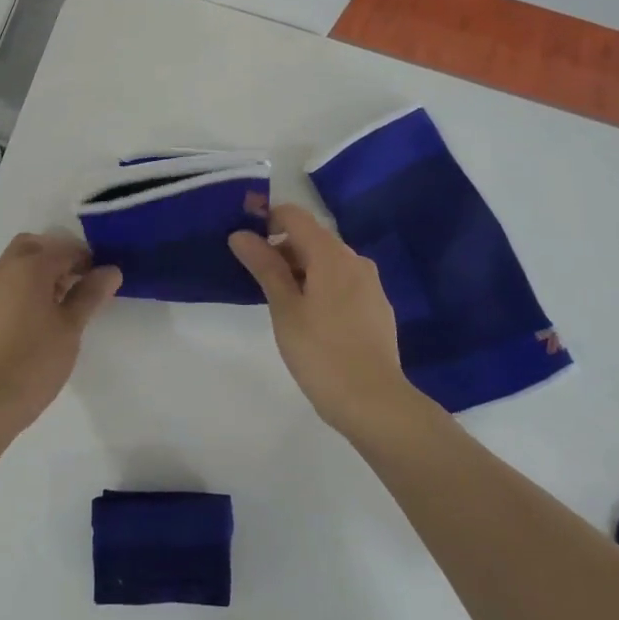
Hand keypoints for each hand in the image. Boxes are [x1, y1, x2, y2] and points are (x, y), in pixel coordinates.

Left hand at [0, 233, 120, 430]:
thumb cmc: (36, 358)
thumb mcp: (71, 326)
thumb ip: (91, 294)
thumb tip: (112, 270)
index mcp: (30, 266)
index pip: (66, 249)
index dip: (89, 260)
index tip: (105, 279)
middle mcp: (7, 267)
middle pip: (37, 246)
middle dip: (61, 256)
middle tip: (83, 281)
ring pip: (21, 261)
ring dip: (43, 268)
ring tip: (67, 298)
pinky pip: (11, 279)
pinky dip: (29, 282)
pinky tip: (46, 310)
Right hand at [229, 204, 414, 434]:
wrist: (375, 403)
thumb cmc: (321, 353)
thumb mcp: (284, 308)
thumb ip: (265, 266)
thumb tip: (241, 234)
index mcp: (332, 255)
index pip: (294, 216)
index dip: (266, 220)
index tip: (244, 242)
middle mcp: (355, 261)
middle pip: (312, 238)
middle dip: (281, 249)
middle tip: (256, 278)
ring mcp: (370, 285)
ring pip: (328, 262)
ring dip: (300, 270)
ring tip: (280, 302)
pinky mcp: (377, 308)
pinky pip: (343, 283)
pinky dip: (321, 287)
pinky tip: (310, 319)